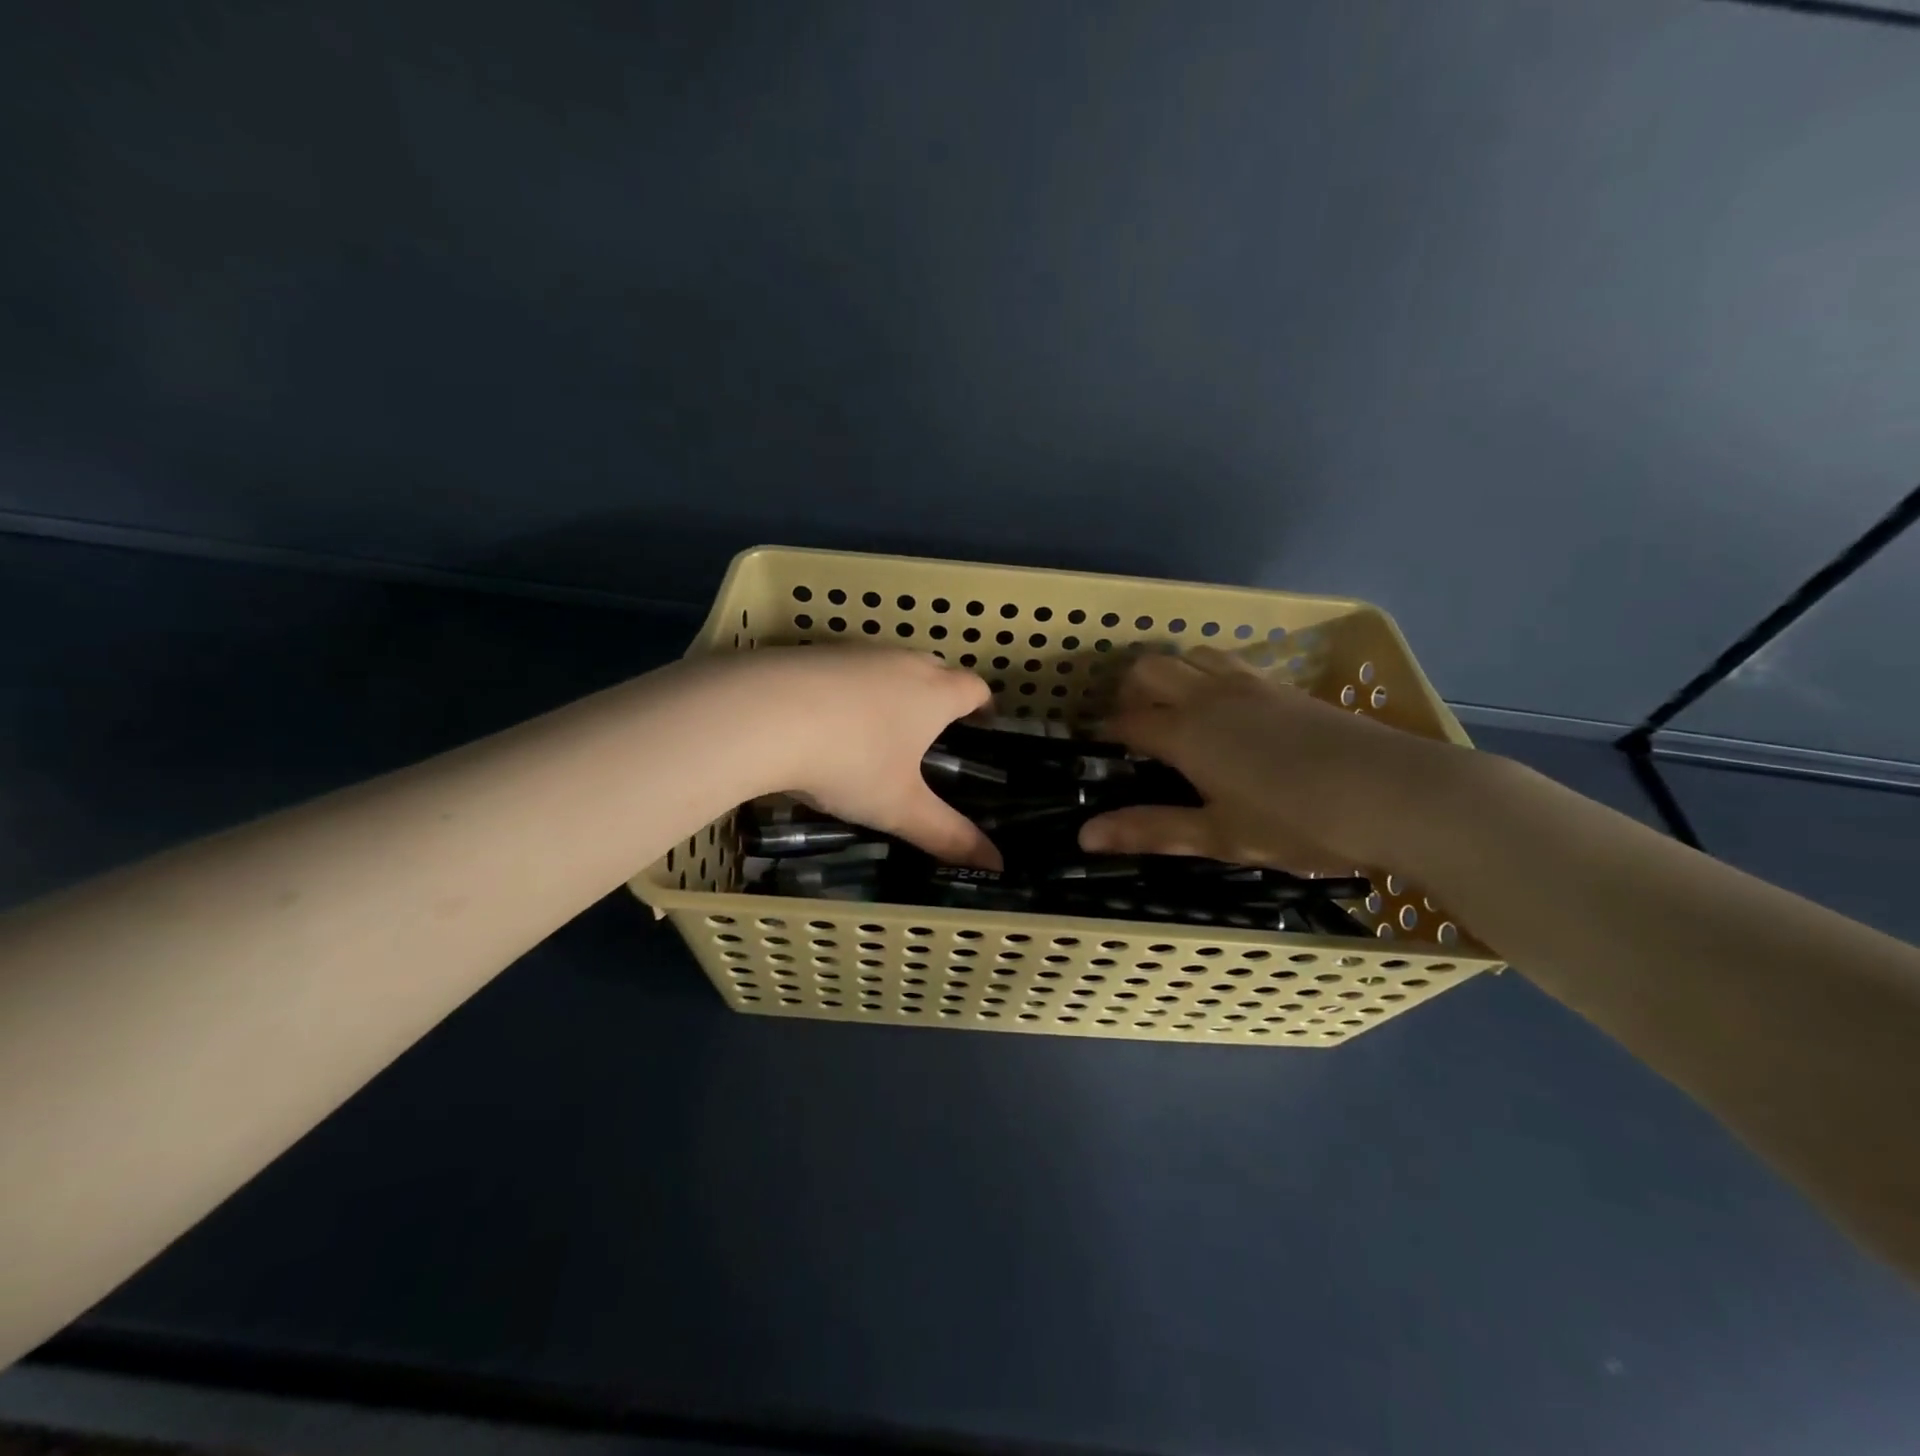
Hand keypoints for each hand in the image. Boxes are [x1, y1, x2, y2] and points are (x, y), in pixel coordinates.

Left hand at [715, 646, 1000, 868]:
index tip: (982, 724)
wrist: (761, 713)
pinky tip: (825, 719)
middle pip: (935, 668)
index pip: (975, 688)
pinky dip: (847, 689)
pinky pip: (845, 668)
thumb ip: (948, 836)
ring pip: (888, 665)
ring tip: (878, 729)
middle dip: (940, 694)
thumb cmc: (850, 760)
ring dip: (892, 689)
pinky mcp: (812, 652)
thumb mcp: (899, 807)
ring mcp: (855, 652)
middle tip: (932, 732)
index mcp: (934, 693)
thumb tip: (996, 866)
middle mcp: (901, 662)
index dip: (983, 705)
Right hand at [1077, 647, 1467, 873]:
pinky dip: (1208, 675)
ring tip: (1177, 713)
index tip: (1097, 750)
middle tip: (1134, 730)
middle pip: (1149, 669)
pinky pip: (1229, 663)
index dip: (1105, 733)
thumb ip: (1151, 830)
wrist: (1397, 793)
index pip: (1127, 721)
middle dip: (1129, 692)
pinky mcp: (1284, 687)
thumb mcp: (1219, 836)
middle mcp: (1209, 696)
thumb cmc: (1299, 823)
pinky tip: (1228, 712)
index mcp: (1186, 733)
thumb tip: (1084, 836)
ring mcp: (1250, 684)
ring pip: (1190, 655)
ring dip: (1171, 674)